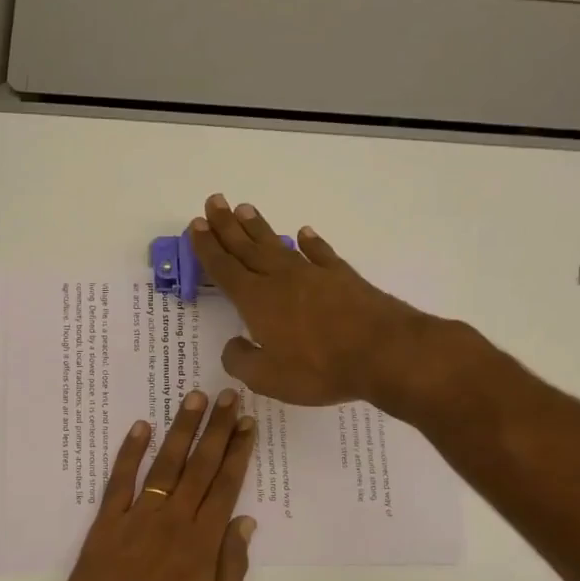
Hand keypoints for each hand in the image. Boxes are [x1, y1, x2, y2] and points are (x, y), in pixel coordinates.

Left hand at [48, 388, 257, 580]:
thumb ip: (232, 568)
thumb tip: (246, 522)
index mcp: (203, 544)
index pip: (227, 486)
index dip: (239, 451)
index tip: (248, 423)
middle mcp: (173, 521)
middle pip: (200, 466)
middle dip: (218, 428)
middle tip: (230, 395)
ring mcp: (137, 518)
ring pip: (165, 464)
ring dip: (181, 429)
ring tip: (194, 398)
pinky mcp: (105, 524)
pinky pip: (120, 480)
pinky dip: (129, 452)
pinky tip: (140, 427)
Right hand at [188, 195, 439, 406]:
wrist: (383, 352)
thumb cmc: (319, 369)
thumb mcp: (268, 378)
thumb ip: (243, 361)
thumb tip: (233, 345)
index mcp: (257, 302)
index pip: (225, 269)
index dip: (208, 248)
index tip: (196, 225)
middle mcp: (281, 279)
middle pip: (247, 248)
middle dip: (227, 226)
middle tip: (214, 202)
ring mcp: (313, 275)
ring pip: (278, 245)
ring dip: (259, 228)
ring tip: (244, 209)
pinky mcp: (342, 277)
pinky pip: (320, 253)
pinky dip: (310, 242)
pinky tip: (303, 233)